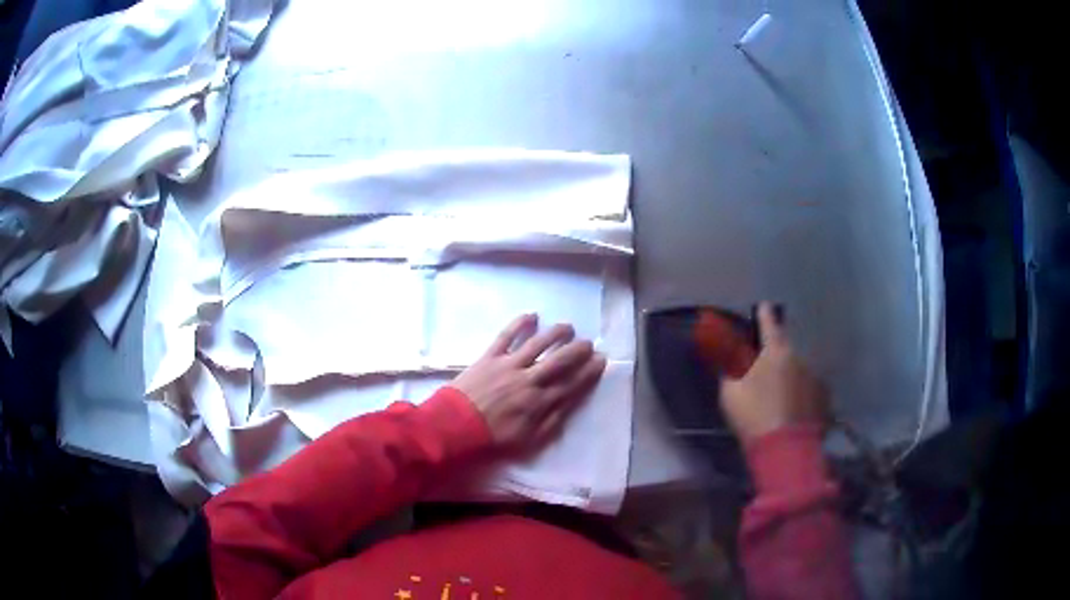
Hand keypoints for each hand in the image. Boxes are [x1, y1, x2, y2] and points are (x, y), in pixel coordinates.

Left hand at [451, 314, 607, 449]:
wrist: (455, 426)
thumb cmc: (493, 437)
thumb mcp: (529, 440)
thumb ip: (551, 422)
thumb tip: (570, 405)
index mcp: (540, 402)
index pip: (571, 384)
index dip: (588, 372)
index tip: (601, 361)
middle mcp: (530, 379)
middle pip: (559, 361)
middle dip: (577, 350)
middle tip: (589, 343)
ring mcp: (510, 365)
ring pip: (538, 344)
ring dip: (555, 333)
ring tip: (568, 327)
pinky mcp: (490, 356)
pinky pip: (507, 336)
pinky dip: (519, 324)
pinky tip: (532, 315)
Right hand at [719, 303, 829, 442]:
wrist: (785, 448)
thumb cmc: (754, 416)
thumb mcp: (730, 393)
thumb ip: (731, 372)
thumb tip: (731, 361)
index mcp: (775, 351)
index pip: (769, 324)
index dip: (764, 314)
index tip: (764, 306)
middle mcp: (799, 357)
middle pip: (786, 349)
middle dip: (777, 354)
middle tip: (767, 368)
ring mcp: (815, 376)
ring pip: (799, 369)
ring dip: (790, 375)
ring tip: (781, 395)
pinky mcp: (824, 396)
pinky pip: (810, 387)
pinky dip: (802, 392)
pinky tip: (795, 407)